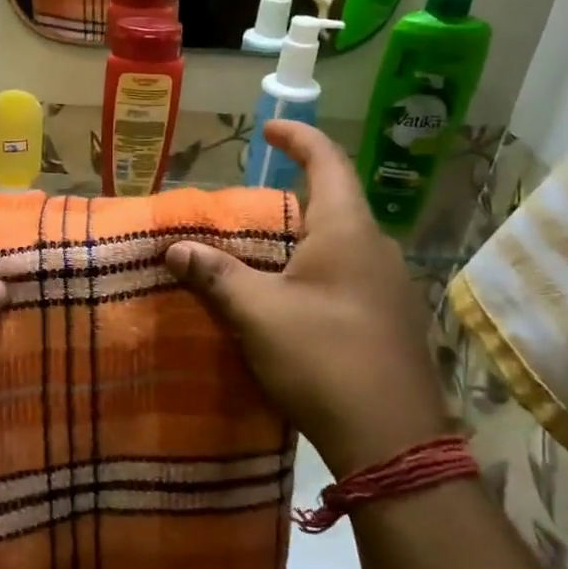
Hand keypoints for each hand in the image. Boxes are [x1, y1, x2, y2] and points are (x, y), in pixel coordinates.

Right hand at [165, 121, 449, 477]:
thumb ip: (215, 275)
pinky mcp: (391, 319)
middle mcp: (377, 248)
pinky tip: (291, 298)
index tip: (268, 128)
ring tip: (261, 252)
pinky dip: (315, 269)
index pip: (327, 161)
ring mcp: (391, 285)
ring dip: (303, 237)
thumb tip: (175, 249)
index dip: (298, 137)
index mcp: (347, 230)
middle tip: (248, 206)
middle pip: (334, 202)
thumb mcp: (256, 313)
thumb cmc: (321, 358)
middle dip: (291, 196)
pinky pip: (349, 274)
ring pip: (341, 242)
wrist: (392, 440)